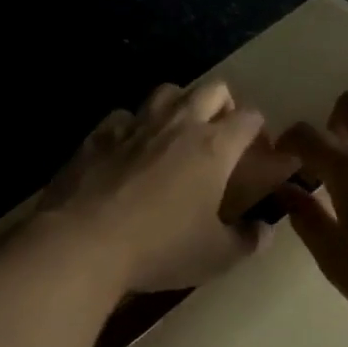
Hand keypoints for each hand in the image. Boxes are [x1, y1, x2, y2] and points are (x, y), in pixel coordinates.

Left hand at [34, 81, 296, 293]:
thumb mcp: (215, 257)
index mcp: (214, 147)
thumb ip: (247, 241)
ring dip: (178, 105)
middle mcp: (178, 124)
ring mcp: (135, 124)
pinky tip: (128, 149)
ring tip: (175, 133)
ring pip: (167, 91)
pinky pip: (123, 116)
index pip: (249, 118)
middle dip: (223, 104)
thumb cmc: (159, 248)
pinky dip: (132, 127)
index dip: (257, 129)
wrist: (83, 242)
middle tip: (219, 133)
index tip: (255, 148)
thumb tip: (264, 230)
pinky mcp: (99, 134)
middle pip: (212, 89)